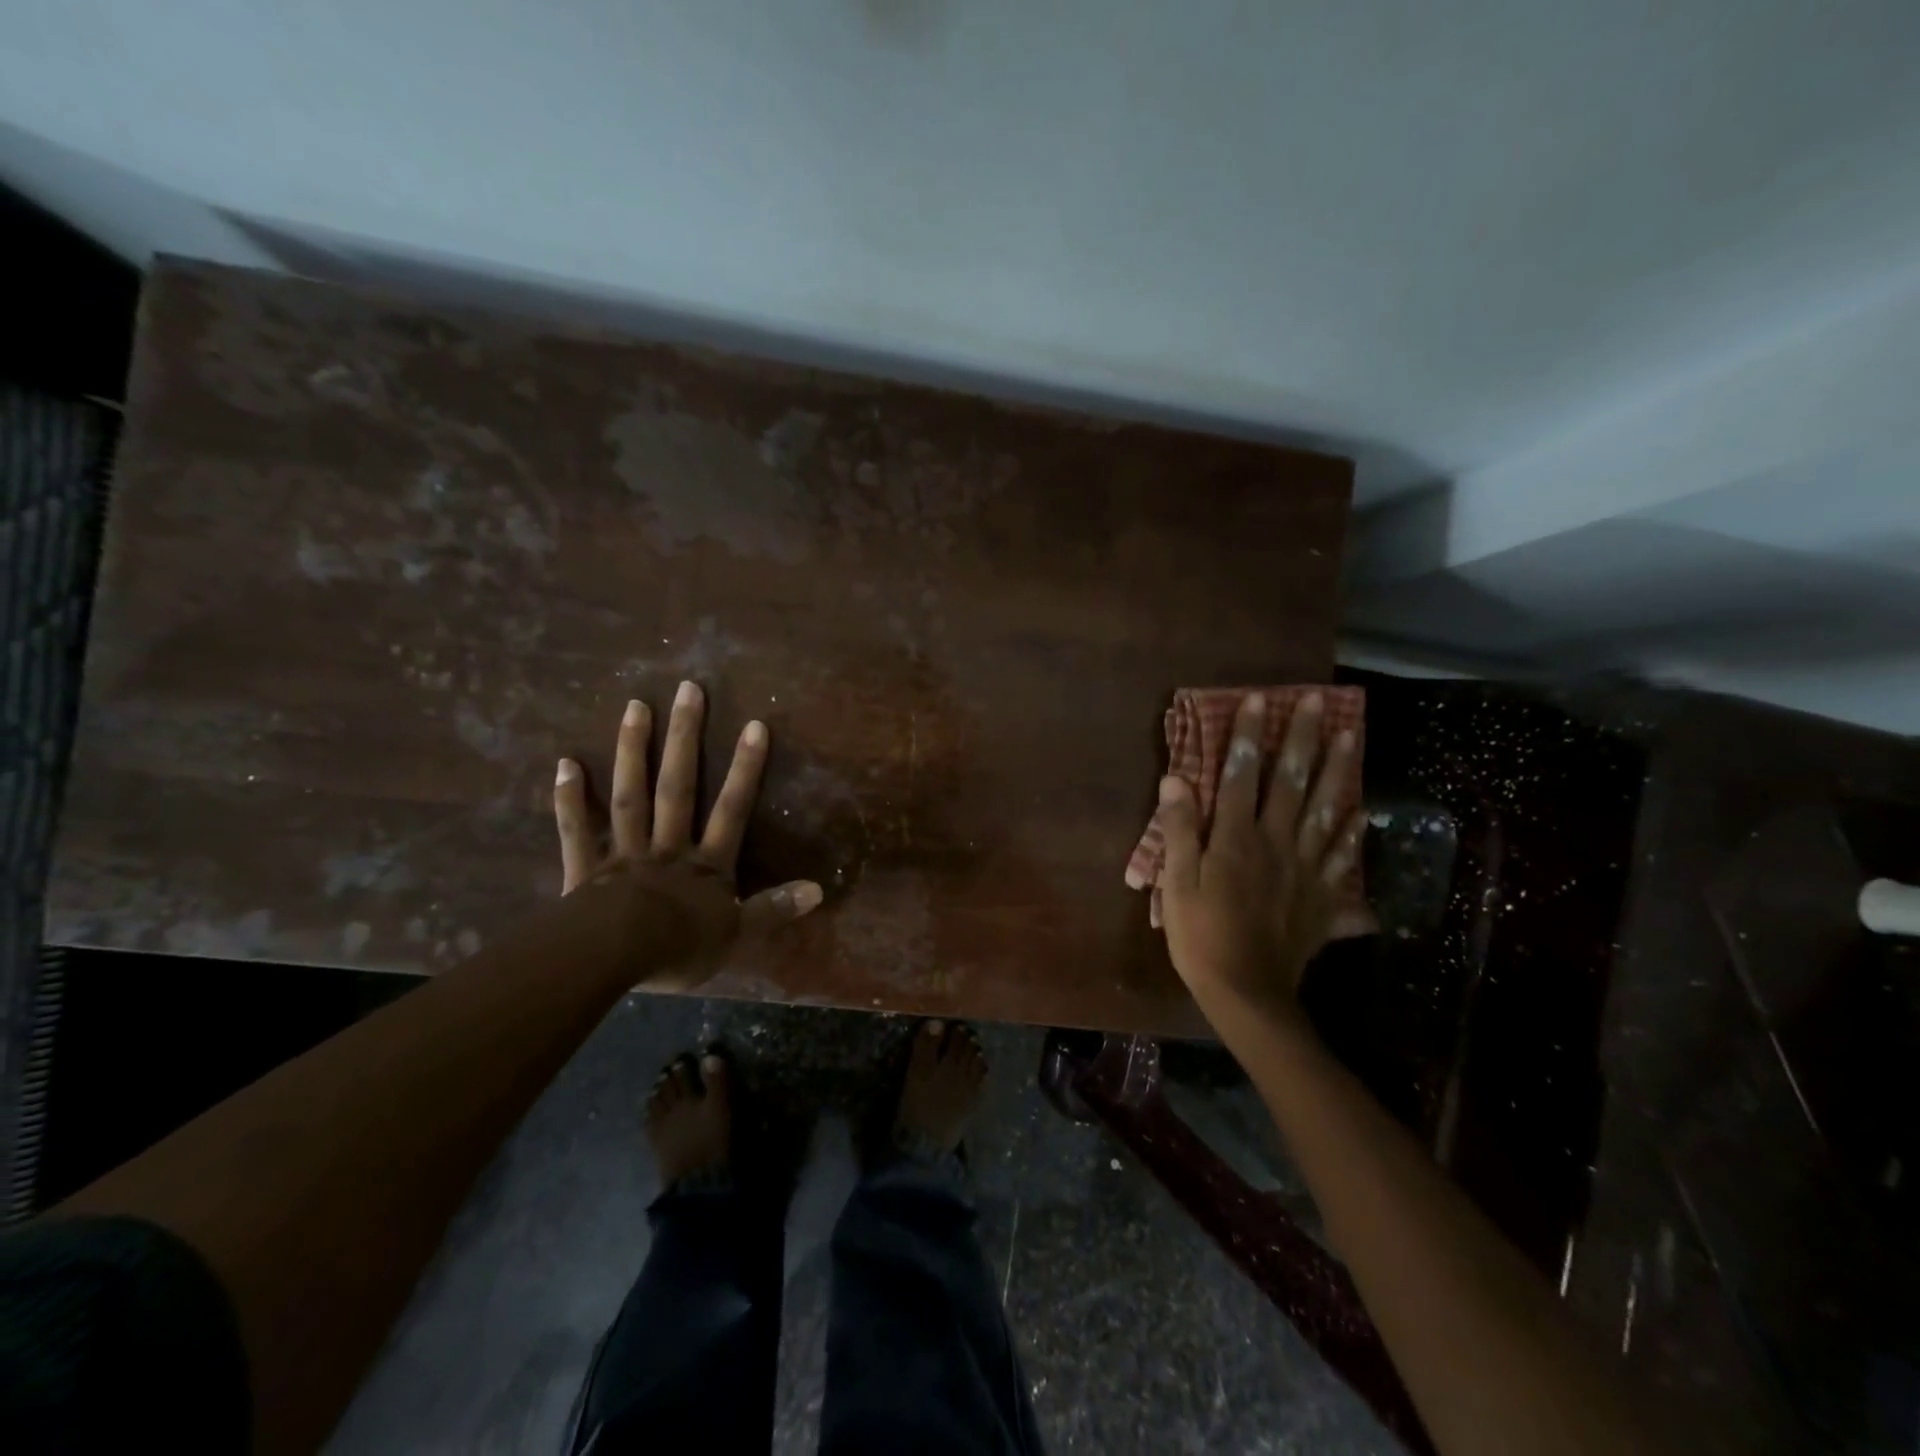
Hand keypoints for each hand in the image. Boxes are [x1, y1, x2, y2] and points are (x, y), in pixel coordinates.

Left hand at [553, 681, 821, 989]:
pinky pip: (578, 830)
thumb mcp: (738, 934)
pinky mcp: (585, 870)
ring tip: (636, 706)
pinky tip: (566, 763)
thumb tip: (820, 890)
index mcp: (706, 865)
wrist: (615, 960)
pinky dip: (570, 797)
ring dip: (633, 751)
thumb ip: (775, 909)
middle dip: (685, 738)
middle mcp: (668, 847)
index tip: (754, 725)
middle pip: (678, 787)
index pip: (732, 809)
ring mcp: (624, 854)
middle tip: (688, 690)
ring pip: (631, 796)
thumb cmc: (680, 949)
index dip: (745, 768)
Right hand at [1155, 691, 1366, 1019]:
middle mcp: (1276, 843)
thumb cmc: (1201, 935)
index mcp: (1236, 838)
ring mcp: (1305, 869)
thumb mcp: (1176, 882)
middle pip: (1292, 782)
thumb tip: (1174, 779)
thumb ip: (1179, 829)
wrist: (1246, 992)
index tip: (1259, 699)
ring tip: (1349, 736)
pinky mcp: (1322, 896)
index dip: (1250, 736)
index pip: (1242, 775)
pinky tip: (1362, 813)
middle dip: (1302, 739)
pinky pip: (1343, 859)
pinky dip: (1352, 833)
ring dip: (1337, 770)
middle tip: (1316, 701)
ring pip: (1325, 810)